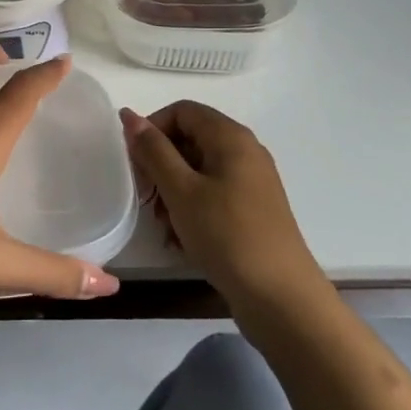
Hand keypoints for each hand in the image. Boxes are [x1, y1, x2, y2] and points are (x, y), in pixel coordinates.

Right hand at [121, 102, 321, 311]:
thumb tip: (130, 115)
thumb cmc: (227, 235)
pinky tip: (180, 240)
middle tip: (146, 197)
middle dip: (161, 165)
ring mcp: (252, 182)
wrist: (281, 298)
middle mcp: (245, 151)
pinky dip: (192, 209)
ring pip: (199, 171)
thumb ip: (153, 151)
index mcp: (231, 137)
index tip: (135, 162)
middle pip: (190, 139)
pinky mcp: (253, 210)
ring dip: (173, 192)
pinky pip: (213, 195)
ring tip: (163, 226)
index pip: (182, 110)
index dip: (153, 128)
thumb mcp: (181, 191)